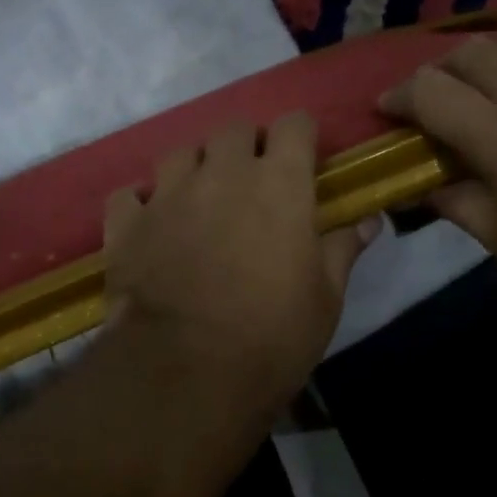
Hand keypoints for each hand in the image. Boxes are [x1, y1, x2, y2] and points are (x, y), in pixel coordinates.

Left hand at [103, 114, 380, 414]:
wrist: (187, 371)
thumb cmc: (272, 336)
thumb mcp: (325, 299)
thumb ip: (342, 249)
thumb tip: (369, 220)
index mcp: (278, 184)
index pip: (293, 124)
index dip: (299, 137)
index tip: (302, 161)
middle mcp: (222, 174)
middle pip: (233, 130)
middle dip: (246, 147)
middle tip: (252, 183)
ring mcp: (168, 195)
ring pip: (179, 153)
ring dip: (194, 168)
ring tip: (199, 201)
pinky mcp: (127, 224)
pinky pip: (129, 196)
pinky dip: (140, 205)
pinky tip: (150, 226)